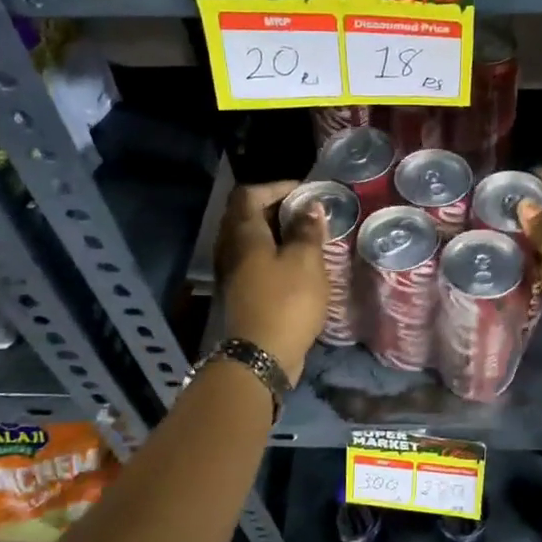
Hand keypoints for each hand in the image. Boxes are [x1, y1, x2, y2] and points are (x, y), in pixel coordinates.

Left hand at [215, 181, 328, 383]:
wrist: (261, 355)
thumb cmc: (286, 301)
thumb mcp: (306, 262)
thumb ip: (308, 231)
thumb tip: (311, 207)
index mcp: (243, 233)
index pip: (250, 194)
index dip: (276, 187)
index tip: (304, 192)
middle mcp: (230, 247)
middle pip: (246, 215)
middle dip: (276, 208)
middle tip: (306, 212)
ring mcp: (231, 271)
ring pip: (250, 239)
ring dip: (274, 233)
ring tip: (305, 237)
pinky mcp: (239, 292)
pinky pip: (253, 260)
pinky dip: (272, 254)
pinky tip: (295, 264)